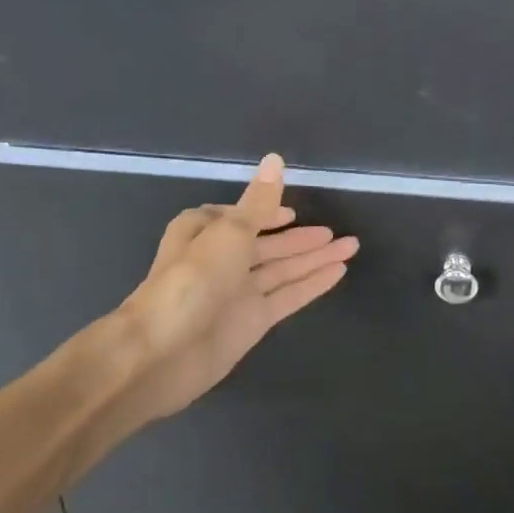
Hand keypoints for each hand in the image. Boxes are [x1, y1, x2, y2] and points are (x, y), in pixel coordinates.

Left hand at [66, 155, 358, 448]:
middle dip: (300, 239)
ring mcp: (237, 295)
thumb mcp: (229, 231)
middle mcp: (221, 262)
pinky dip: (312, 284)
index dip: (266, 213)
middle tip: (336, 233)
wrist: (161, 353)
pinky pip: (287, 297)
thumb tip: (275, 159)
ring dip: (315, 259)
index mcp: (205, 233)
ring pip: (283, 270)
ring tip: (352, 247)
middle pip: (267, 246)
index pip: (240, 218)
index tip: (293, 212)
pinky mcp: (251, 323)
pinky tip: (339, 272)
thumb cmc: (191, 280)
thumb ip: (259, 201)